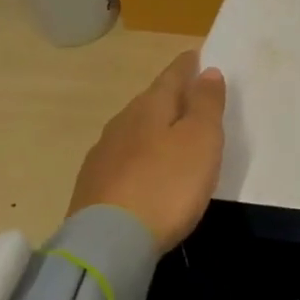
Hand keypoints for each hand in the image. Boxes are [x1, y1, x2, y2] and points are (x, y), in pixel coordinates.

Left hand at [68, 51, 225, 250]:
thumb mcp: (201, 140)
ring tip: (169, 134)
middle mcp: (122, 122)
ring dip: (152, 127)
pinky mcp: (92, 186)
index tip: (196, 56)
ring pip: (133, 129)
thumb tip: (207, 71)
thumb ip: (206, 104)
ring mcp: (103, 155)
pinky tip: (144, 169)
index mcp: (150, 106)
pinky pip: (122, 158)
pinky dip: (138, 156)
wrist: (109, 242)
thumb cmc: (167, 184)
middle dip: (169, 96)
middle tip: (188, 96)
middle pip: (150, 101)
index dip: (187, 66)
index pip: (172, 76)